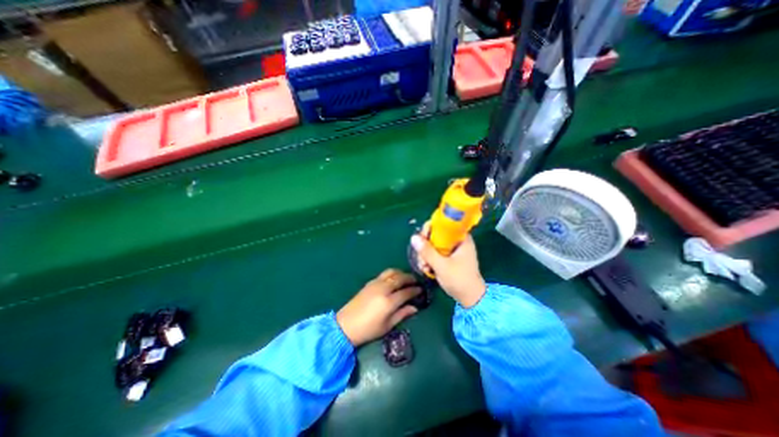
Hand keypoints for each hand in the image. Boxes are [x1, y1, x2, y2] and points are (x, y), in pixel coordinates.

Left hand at [336, 269, 419, 346]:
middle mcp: (383, 289)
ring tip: (406, 278)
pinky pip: (384, 274)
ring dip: (401, 273)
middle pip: (400, 278)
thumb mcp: (387, 325)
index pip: (406, 292)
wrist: (345, 325)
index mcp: (388, 302)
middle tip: (416, 281)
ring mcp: (375, 283)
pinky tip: (394, 279)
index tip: (421, 290)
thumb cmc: (368, 330)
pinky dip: (392, 274)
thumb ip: (402, 314)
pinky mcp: (370, 282)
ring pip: (392, 272)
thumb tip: (415, 308)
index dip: (415, 290)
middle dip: (410, 278)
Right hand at [410, 223, 485, 307]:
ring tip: (425, 267)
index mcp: (461, 238)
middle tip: (422, 259)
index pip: (442, 224)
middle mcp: (457, 241)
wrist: (471, 299)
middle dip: (425, 247)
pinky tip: (427, 270)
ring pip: (433, 245)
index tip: (421, 239)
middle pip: (435, 235)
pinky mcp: (449, 258)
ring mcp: (453, 250)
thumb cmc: (459, 280)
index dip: (429, 229)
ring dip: (426, 255)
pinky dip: (430, 260)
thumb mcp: (441, 265)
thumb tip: (413, 237)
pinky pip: (435, 253)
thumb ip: (427, 251)